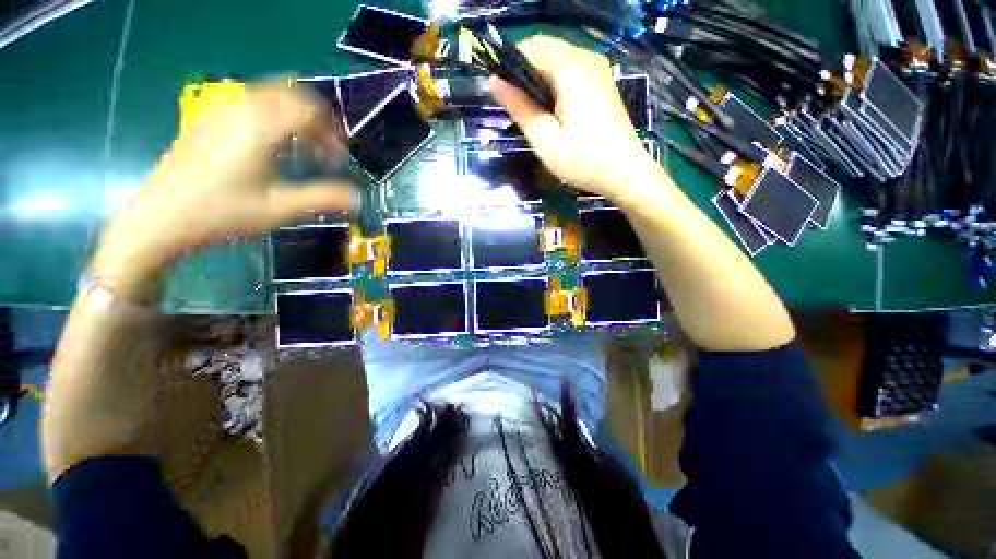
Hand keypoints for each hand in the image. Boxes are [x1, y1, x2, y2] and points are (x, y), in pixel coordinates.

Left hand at [93, 79, 354, 296]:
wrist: (160, 219)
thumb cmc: (222, 213)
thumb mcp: (279, 208)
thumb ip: (323, 198)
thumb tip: (358, 197)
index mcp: (259, 127)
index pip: (308, 109)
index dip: (331, 133)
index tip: (336, 161)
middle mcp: (240, 110)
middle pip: (290, 94)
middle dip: (315, 120)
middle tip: (323, 150)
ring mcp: (220, 112)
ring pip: (268, 96)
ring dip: (293, 118)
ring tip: (301, 150)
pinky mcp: (208, 121)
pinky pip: (249, 105)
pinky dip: (272, 118)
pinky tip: (271, 148)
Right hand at [490, 35, 655, 198]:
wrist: (625, 172)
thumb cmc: (583, 161)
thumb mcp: (545, 140)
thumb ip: (520, 108)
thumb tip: (493, 82)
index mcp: (570, 69)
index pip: (530, 48)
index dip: (508, 66)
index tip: (499, 93)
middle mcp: (586, 58)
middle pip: (544, 48)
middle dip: (523, 71)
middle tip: (515, 106)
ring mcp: (598, 68)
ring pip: (557, 57)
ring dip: (538, 77)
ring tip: (532, 111)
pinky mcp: (602, 81)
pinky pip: (570, 69)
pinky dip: (554, 81)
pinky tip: (552, 109)